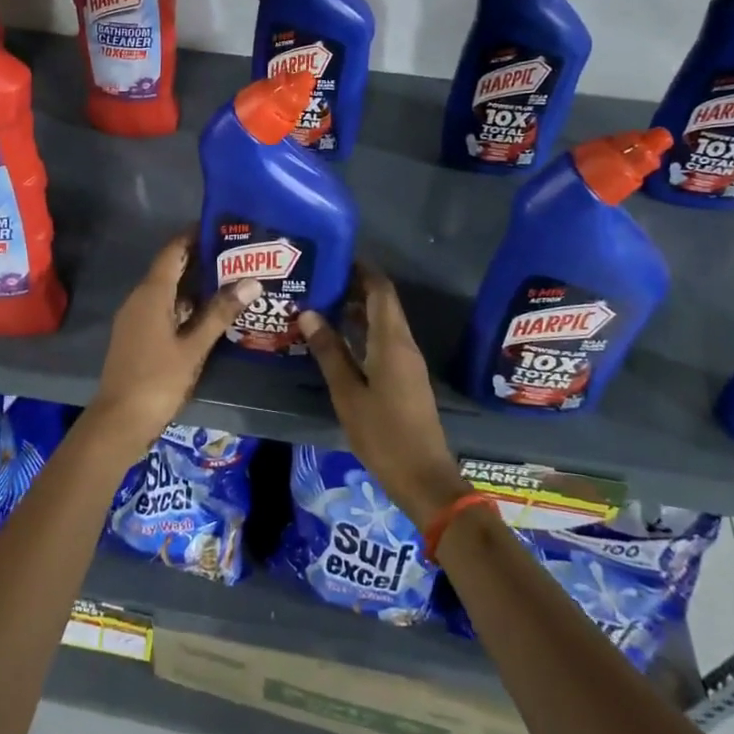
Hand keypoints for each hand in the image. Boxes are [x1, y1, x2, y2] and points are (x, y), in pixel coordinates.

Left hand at [87, 235, 259, 456]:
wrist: (119, 421)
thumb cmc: (157, 380)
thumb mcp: (194, 347)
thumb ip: (220, 313)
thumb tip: (251, 281)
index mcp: (151, 293)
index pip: (173, 250)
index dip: (194, 235)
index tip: (222, 227)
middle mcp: (140, 298)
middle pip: (171, 268)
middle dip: (201, 260)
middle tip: (237, 254)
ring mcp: (136, 317)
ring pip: (168, 291)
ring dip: (195, 285)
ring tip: (230, 280)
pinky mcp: (137, 335)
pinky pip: (162, 308)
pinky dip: (185, 305)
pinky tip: (209, 314)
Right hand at [298, 268, 468, 526]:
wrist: (423, 477)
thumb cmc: (383, 433)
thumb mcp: (347, 393)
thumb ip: (329, 351)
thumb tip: (309, 313)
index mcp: (392, 341)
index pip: (381, 290)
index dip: (362, 269)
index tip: (336, 257)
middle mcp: (404, 344)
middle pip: (383, 303)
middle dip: (355, 287)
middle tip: (321, 280)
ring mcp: (408, 362)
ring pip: (384, 322)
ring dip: (358, 310)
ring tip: (323, 304)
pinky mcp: (406, 378)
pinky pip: (385, 340)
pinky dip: (364, 331)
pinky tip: (339, 340)